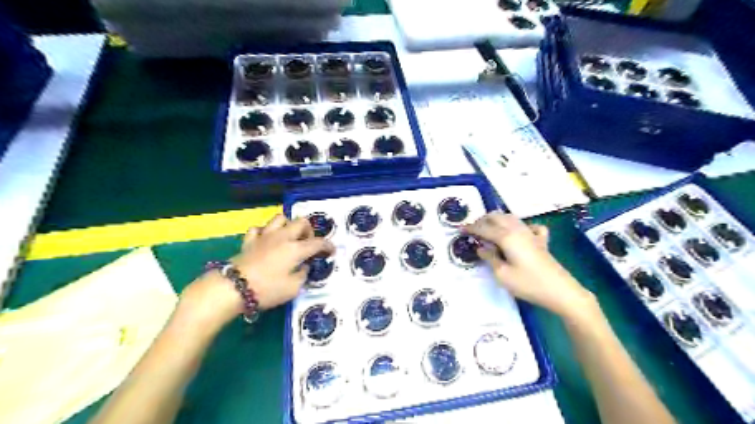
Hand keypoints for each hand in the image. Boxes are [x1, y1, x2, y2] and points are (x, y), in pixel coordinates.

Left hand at [179, 215, 332, 326]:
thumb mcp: (293, 288)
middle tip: (308, 244)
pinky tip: (266, 241)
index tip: (332, 251)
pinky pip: (259, 229)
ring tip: (289, 238)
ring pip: (280, 219)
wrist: (233, 287)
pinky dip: (265, 232)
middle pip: (301, 222)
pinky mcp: (249, 240)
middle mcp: (283, 237)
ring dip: (288, 226)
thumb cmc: (267, 289)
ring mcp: (265, 236)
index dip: (328, 246)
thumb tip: (303, 267)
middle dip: (309, 231)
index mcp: (296, 249)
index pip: (318, 242)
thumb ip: (303, 275)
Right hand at [468, 210, 595, 319]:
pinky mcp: (541, 241)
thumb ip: (490, 258)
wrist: (560, 291)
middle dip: (483, 220)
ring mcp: (531, 234)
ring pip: (511, 217)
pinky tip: (520, 232)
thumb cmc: (528, 284)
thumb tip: (481, 248)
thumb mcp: (502, 275)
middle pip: (497, 217)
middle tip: (473, 229)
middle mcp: (518, 230)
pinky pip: (530, 226)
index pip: (484, 228)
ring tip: (489, 228)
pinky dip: (521, 226)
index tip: (460, 229)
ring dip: (498, 219)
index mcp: (506, 237)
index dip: (471, 228)